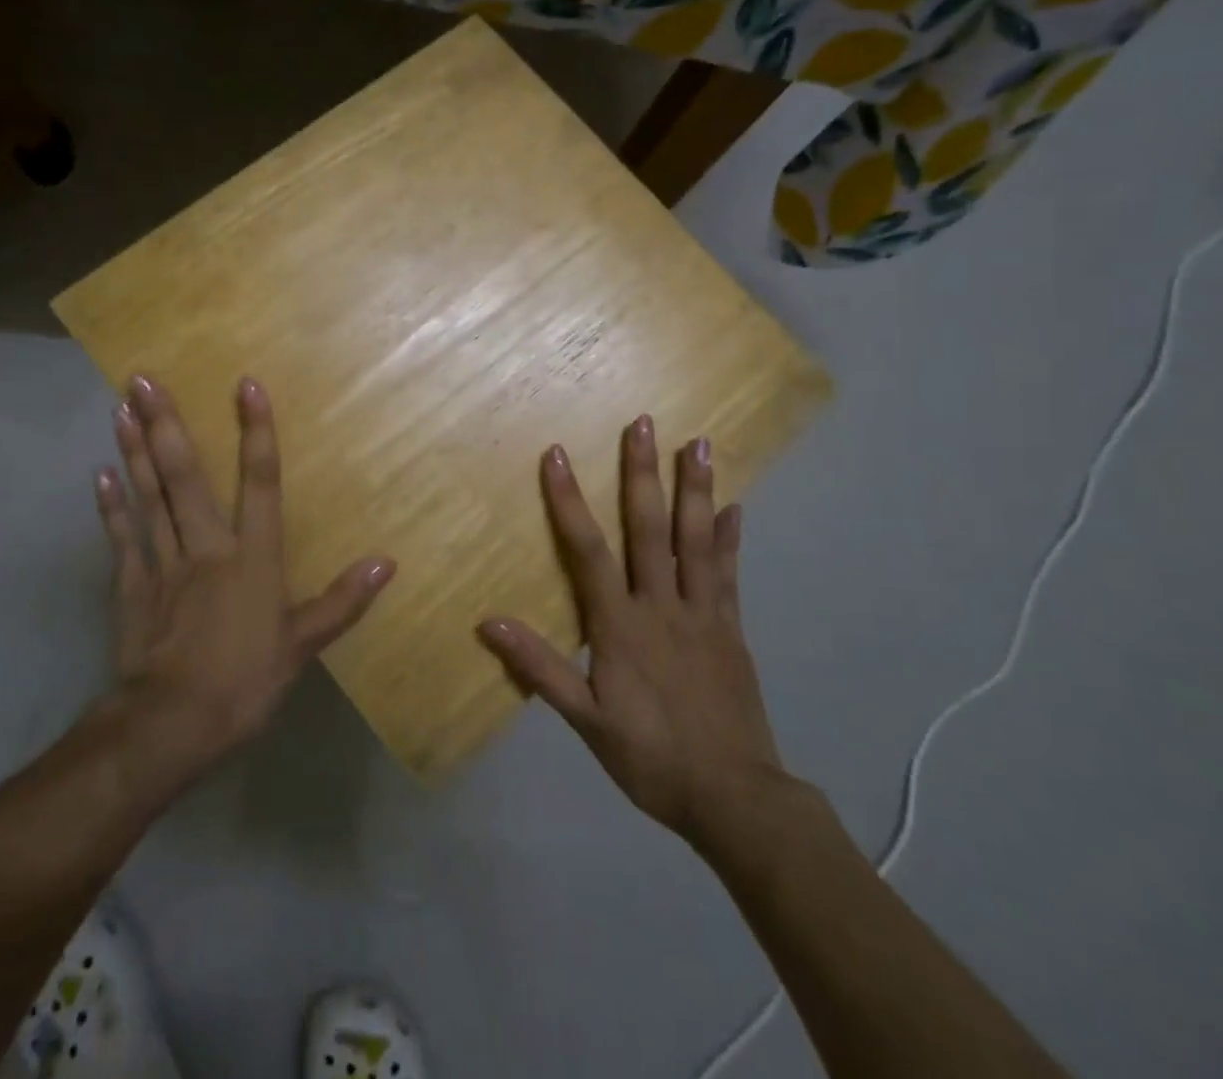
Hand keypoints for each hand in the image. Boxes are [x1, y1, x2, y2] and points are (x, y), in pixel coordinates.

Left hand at [94, 373, 394, 781]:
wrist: (173, 726)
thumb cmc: (245, 682)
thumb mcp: (303, 646)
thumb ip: (343, 600)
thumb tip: (387, 561)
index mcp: (252, 558)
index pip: (260, 483)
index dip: (256, 433)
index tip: (246, 386)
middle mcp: (206, 547)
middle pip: (186, 477)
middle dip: (167, 425)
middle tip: (142, 378)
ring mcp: (164, 565)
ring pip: (149, 498)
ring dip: (133, 452)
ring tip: (119, 409)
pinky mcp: (132, 589)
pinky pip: (123, 540)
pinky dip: (112, 508)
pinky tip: (100, 475)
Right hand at [478, 418, 795, 859]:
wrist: (734, 798)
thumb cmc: (651, 758)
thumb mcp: (585, 720)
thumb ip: (539, 667)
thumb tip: (487, 622)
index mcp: (621, 625)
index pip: (587, 551)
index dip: (569, 502)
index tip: (558, 455)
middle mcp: (662, 606)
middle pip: (649, 529)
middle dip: (642, 473)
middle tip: (644, 423)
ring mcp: (703, 614)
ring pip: (697, 540)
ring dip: (695, 489)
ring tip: (699, 444)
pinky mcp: (732, 629)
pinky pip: (729, 575)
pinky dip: (730, 538)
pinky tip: (735, 507)